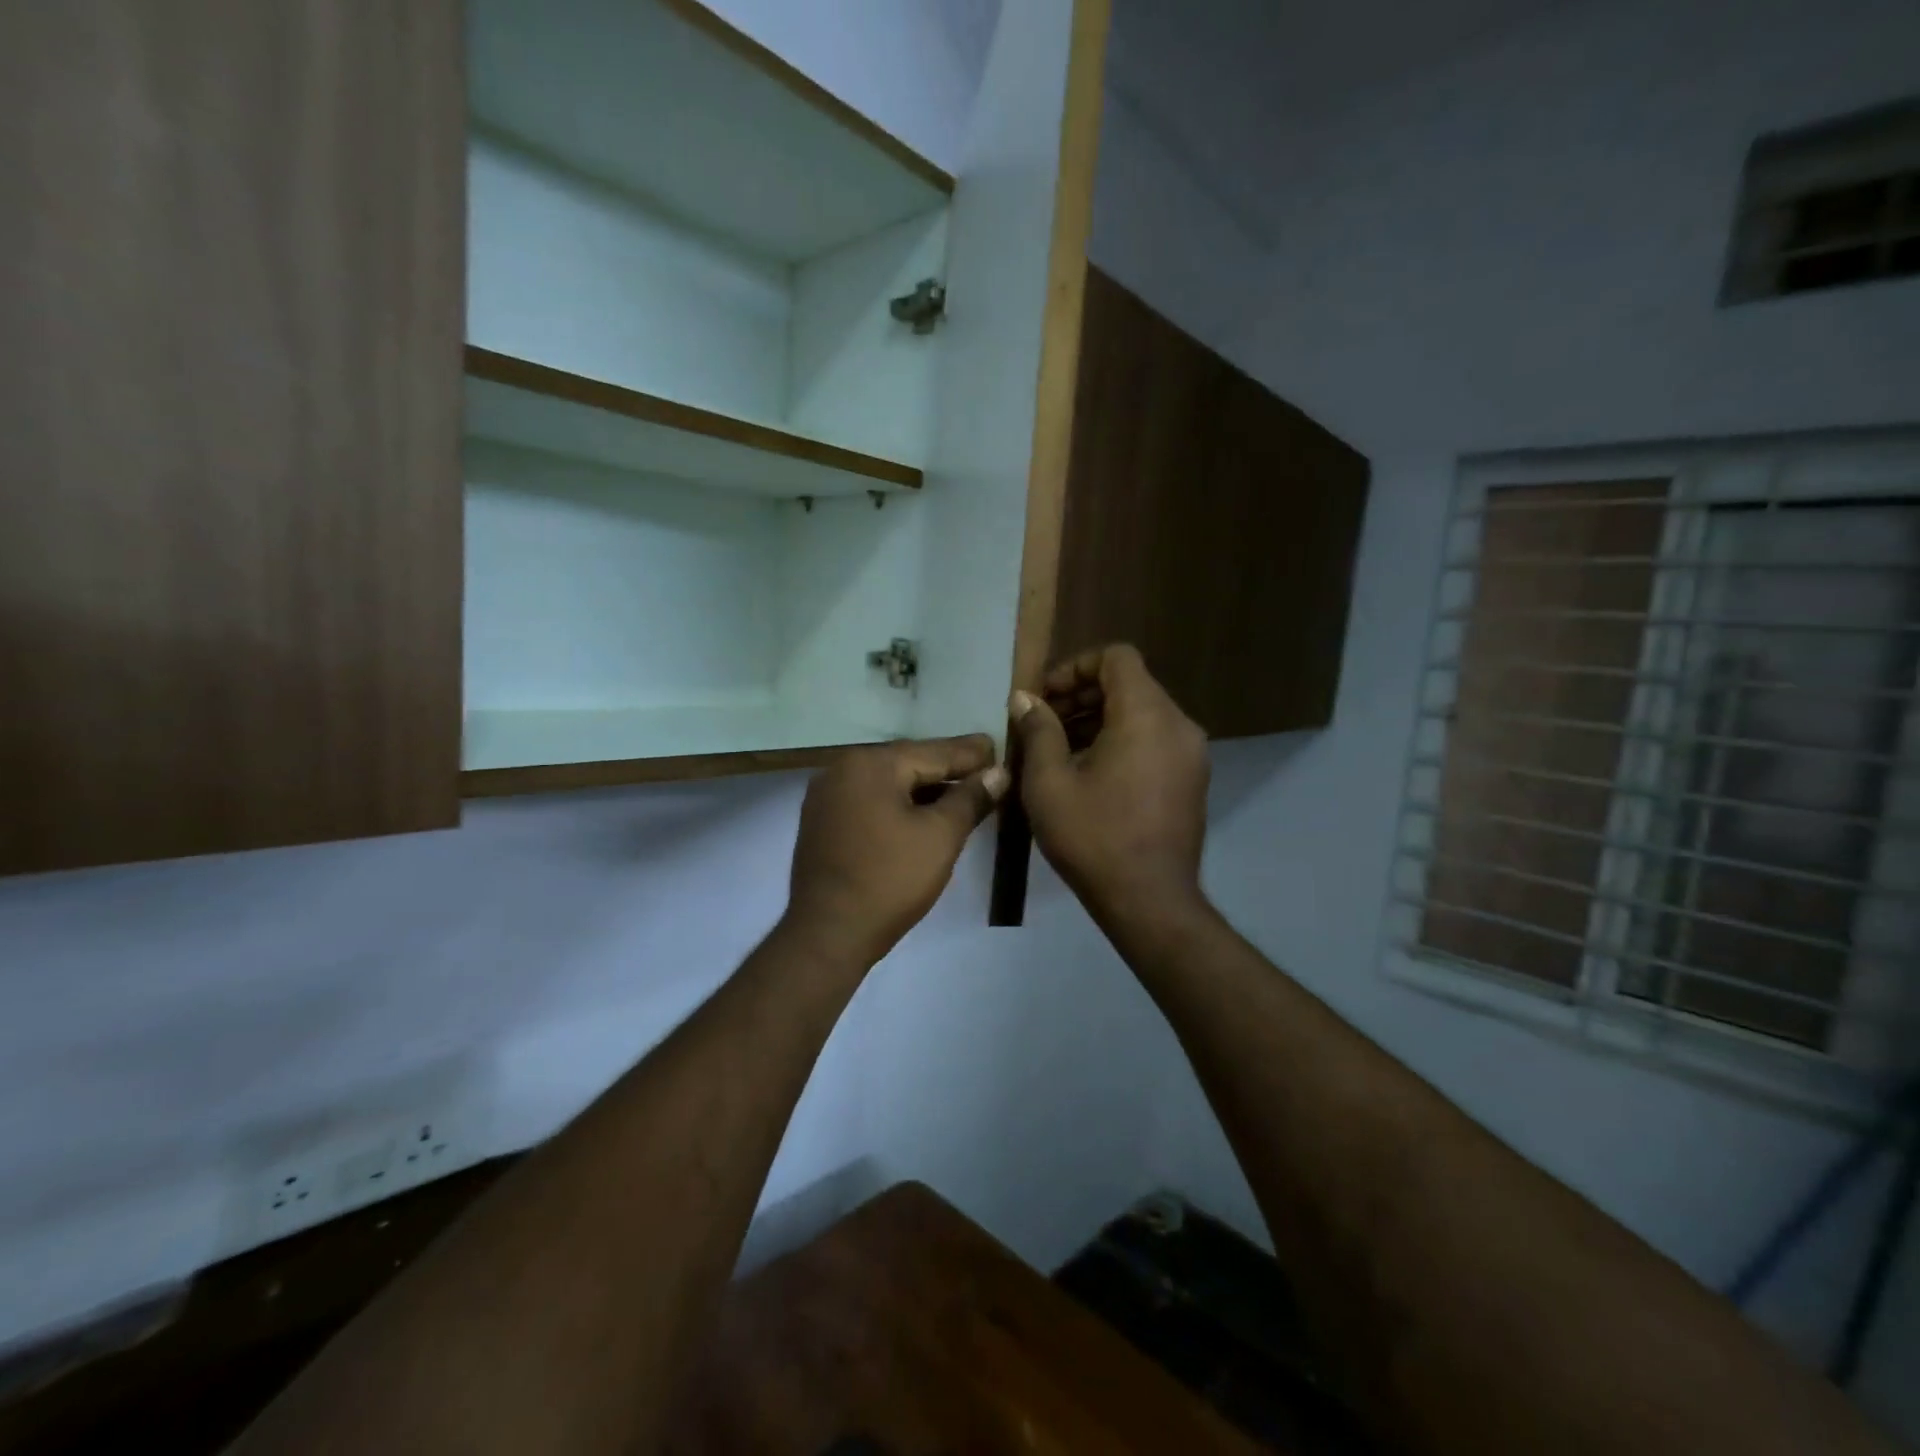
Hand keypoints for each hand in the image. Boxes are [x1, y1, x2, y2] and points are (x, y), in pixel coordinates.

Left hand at [785, 736, 1008, 965]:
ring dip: (924, 788)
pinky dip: (899, 804)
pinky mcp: (822, 822)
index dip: (970, 753)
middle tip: (985, 768)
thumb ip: (970, 798)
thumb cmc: (890, 879)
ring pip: (889, 783)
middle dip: (947, 768)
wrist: (828, 933)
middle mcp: (842, 769)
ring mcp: (827, 796)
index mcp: (870, 764)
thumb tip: (997, 772)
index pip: (933, 751)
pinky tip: (923, 813)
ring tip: (962, 792)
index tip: (998, 744)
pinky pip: (871, 801)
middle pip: (908, 763)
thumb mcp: (941, 836)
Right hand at [1011, 644, 1208, 920]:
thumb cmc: (1094, 837)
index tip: (1044, 698)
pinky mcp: (1191, 779)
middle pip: (1129, 684)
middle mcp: (1178, 725)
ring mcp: (1191, 753)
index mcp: (1147, 715)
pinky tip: (1089, 772)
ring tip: (1059, 749)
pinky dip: (1122, 740)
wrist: (1150, 901)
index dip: (1075, 667)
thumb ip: (1038, 730)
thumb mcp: (1049, 782)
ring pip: (1142, 713)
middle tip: (1043, 723)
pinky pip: (1154, 739)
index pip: (1116, 658)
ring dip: (1099, 719)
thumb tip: (1025, 699)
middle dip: (1082, 695)